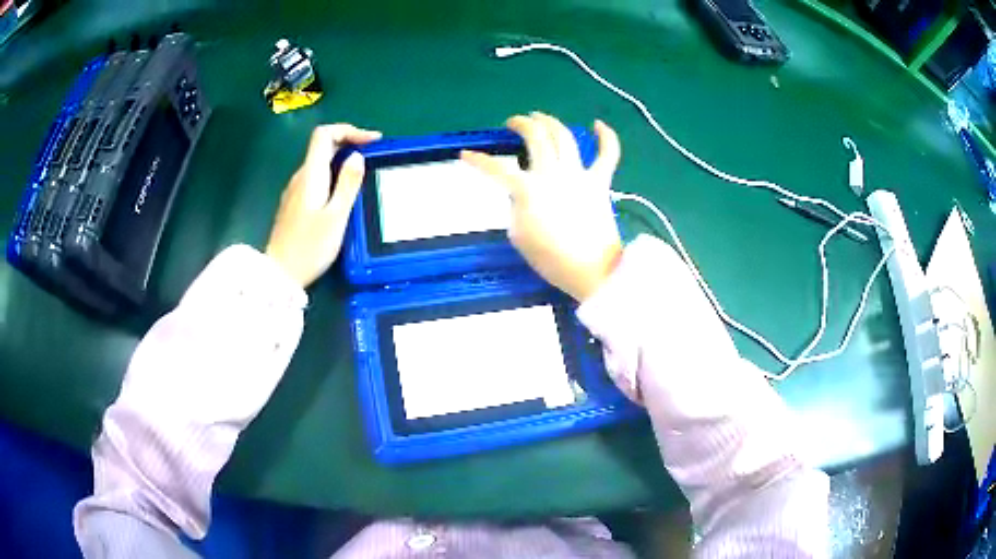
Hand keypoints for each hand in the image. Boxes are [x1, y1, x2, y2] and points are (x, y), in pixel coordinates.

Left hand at [266, 124, 380, 287]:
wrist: (280, 274)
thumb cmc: (310, 247)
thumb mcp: (337, 216)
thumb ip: (348, 184)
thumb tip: (357, 156)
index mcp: (311, 175)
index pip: (324, 135)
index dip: (349, 130)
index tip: (372, 141)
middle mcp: (300, 178)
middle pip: (322, 146)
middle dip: (349, 144)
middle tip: (373, 156)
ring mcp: (294, 191)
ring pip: (319, 164)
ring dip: (341, 161)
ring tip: (362, 175)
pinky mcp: (294, 205)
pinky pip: (315, 179)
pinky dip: (332, 176)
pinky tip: (342, 194)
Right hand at [461, 113, 622, 300]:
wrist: (593, 271)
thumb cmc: (552, 259)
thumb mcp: (519, 236)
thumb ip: (516, 208)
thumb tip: (521, 194)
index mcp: (529, 189)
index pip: (496, 169)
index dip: (478, 160)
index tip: (465, 155)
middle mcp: (553, 174)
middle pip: (536, 137)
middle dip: (521, 124)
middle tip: (513, 123)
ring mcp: (580, 175)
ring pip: (565, 137)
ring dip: (550, 122)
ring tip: (540, 117)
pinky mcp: (600, 182)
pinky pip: (608, 154)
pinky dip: (606, 137)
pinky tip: (598, 123)